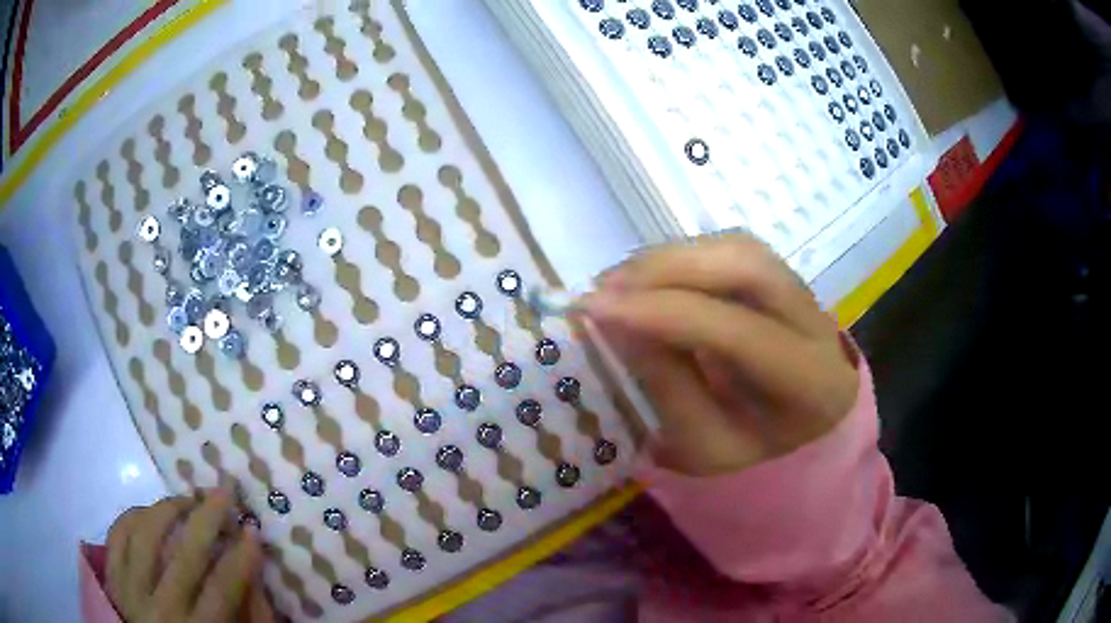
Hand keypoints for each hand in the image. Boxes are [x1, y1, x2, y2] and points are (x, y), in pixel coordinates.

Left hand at [105, 489, 272, 621]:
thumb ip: (244, 617)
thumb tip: (253, 575)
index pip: (222, 589)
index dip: (241, 557)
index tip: (253, 531)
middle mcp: (160, 609)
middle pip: (184, 555)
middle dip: (208, 519)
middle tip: (224, 493)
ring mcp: (130, 589)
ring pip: (145, 535)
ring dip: (168, 509)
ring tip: (187, 499)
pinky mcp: (111, 576)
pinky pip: (118, 534)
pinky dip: (134, 515)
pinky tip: (150, 511)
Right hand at [580, 235, 858, 476]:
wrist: (806, 427)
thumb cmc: (757, 450)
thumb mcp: (709, 447)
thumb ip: (669, 389)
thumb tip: (620, 325)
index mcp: (810, 381)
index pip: (737, 332)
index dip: (664, 313)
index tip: (596, 309)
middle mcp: (816, 322)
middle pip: (746, 267)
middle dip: (666, 269)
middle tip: (604, 288)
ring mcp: (803, 289)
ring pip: (737, 249)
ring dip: (670, 258)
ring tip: (617, 283)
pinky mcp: (783, 274)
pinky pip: (729, 249)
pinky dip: (682, 257)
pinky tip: (649, 277)